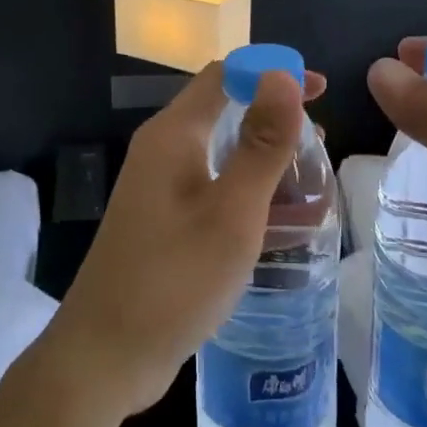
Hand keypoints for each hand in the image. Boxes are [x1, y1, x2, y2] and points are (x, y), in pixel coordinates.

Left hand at [40, 63, 324, 426]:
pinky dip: (246, 192)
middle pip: (222, 111)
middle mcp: (161, 152)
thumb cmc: (174, 279)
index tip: (320, 90)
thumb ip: (261, 143)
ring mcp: (158, 189)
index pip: (223, 75)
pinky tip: (277, 222)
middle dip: (272, 119)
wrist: (106, 355)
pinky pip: (211, 189)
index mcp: (172, 136)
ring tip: (310, 184)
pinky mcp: (162, 221)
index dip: (271, 72)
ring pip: (219, 153)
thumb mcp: (231, 211)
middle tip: (320, 148)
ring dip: (263, 159)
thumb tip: (282, 75)